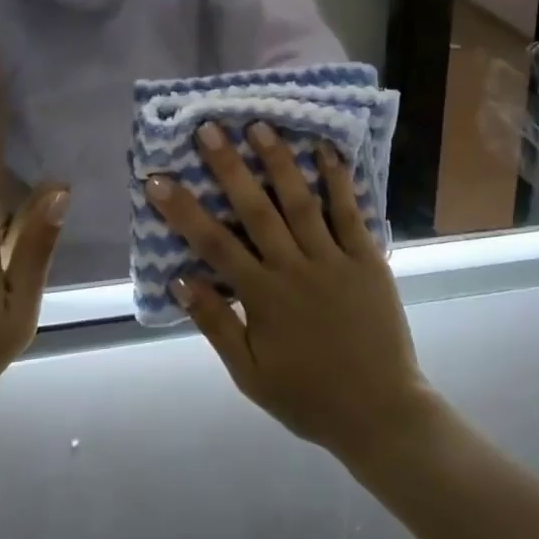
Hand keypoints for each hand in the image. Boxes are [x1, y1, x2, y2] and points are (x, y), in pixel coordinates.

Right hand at [146, 121, 433, 463]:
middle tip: (209, 128)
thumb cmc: (308, 396)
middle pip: (255, 209)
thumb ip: (215, 325)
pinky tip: (325, 149)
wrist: (380, 413)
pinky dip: (338, 180)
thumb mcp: (250, 374)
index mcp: (263, 297)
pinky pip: (350, 212)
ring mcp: (333, 260)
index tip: (158, 179)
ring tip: (260, 125)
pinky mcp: (367, 258)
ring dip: (279, 161)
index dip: (183, 210)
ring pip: (301, 201)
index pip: (214, 244)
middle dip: (229, 167)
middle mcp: (294, 268)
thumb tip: (179, 279)